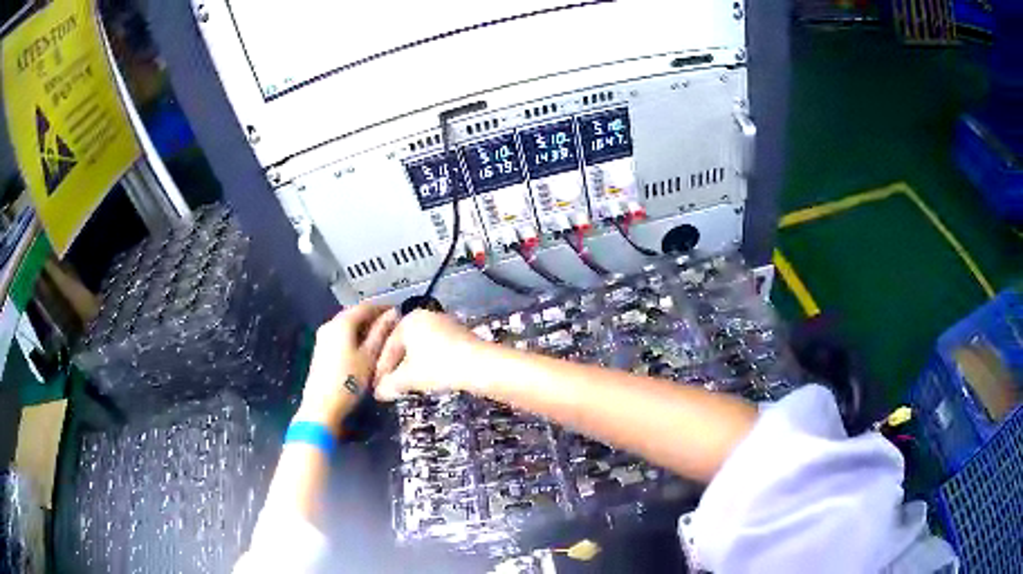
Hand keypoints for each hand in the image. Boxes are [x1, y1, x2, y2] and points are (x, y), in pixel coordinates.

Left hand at [296, 304, 398, 430]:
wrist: (322, 408)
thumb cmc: (349, 381)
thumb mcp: (370, 357)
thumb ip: (381, 333)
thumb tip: (393, 314)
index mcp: (341, 323)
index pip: (365, 306)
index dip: (382, 307)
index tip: (398, 313)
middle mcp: (329, 325)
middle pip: (353, 314)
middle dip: (372, 318)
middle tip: (391, 326)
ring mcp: (322, 338)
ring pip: (346, 326)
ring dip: (363, 328)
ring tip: (381, 338)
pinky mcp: (320, 350)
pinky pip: (340, 336)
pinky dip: (353, 337)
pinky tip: (364, 349)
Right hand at [374, 310, 481, 400]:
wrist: (482, 366)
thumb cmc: (439, 367)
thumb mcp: (409, 378)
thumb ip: (390, 384)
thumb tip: (378, 393)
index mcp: (409, 320)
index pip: (388, 345)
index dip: (382, 368)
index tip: (378, 385)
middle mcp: (426, 316)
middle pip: (404, 344)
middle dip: (397, 366)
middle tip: (392, 385)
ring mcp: (445, 323)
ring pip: (421, 347)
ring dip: (413, 365)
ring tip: (409, 383)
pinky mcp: (460, 334)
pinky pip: (437, 348)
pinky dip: (429, 362)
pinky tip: (430, 377)